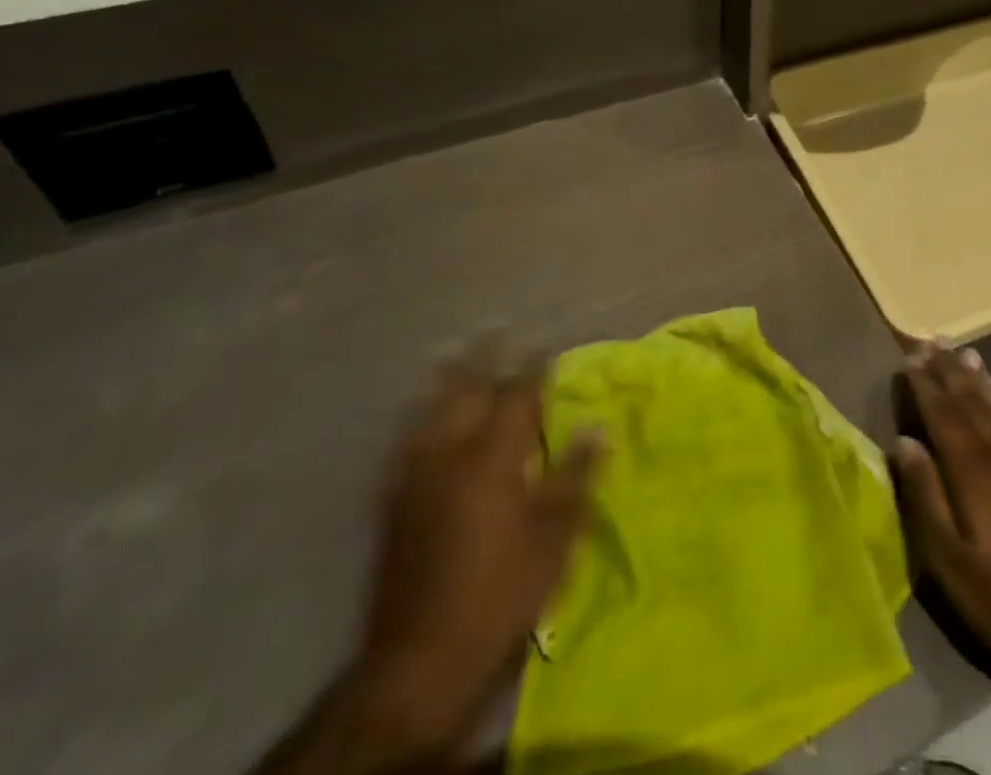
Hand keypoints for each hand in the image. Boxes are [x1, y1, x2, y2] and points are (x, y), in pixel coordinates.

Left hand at [355, 364, 601, 750]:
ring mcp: (414, 473)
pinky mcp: (393, 498)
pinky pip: (407, 437)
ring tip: (459, 352)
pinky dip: (421, 413)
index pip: (517, 394)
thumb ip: (575, 475)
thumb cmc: (500, 593)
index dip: (533, 368)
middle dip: (485, 357)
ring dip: (448, 377)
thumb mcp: (554, 538)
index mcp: (492, 456)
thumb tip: (598, 427)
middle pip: (467, 388)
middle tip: (498, 331)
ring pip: (431, 407)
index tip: (545, 347)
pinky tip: (425, 411)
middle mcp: (449, 452)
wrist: (419, 659)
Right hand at [894, 343, 990, 684]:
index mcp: (973, 469)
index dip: (924, 384)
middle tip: (931, 340)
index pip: (942, 413)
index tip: (908, 357)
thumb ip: (925, 495)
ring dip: (976, 379)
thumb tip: (904, 442)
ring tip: (963, 352)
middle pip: (970, 400)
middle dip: (948, 370)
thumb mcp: (950, 560)